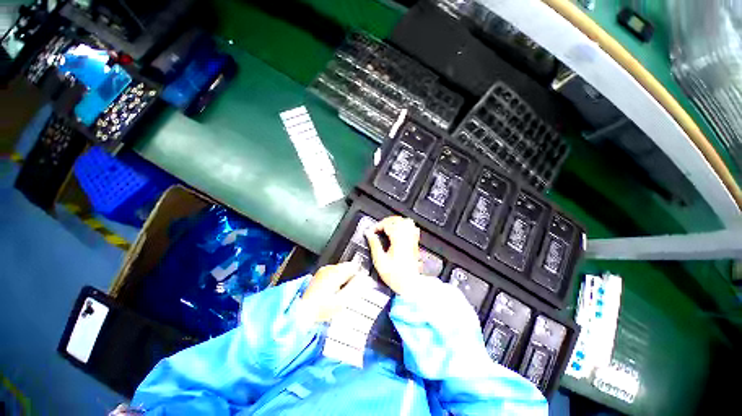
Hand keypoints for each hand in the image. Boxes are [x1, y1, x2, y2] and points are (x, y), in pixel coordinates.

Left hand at [301, 262, 357, 322]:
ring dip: (343, 279)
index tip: (358, 286)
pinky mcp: (319, 275)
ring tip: (339, 294)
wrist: (302, 312)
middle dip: (350, 278)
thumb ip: (355, 288)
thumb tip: (363, 279)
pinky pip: (333, 273)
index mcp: (336, 272)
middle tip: (348, 293)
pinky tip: (332, 292)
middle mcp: (329, 268)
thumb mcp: (342, 301)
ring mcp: (323, 271)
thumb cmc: (321, 308)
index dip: (358, 276)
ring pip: (340, 270)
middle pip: (347, 267)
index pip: (354, 266)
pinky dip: (336, 280)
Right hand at [365, 216, 420, 295]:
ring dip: (396, 222)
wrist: (410, 285)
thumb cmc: (395, 276)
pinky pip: (413, 228)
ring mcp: (412, 240)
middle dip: (386, 221)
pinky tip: (399, 230)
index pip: (388, 224)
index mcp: (398, 241)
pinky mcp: (415, 244)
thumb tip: (369, 234)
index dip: (378, 225)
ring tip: (388, 226)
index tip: (372, 231)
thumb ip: (374, 245)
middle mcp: (407, 238)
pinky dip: (405, 226)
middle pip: (398, 220)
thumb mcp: (380, 261)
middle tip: (378, 227)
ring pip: (407, 222)